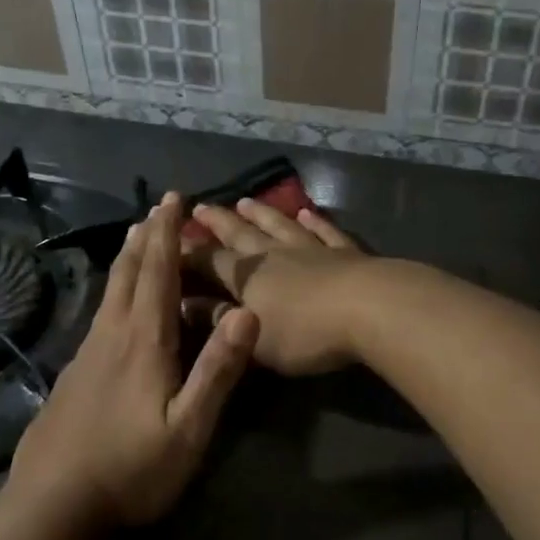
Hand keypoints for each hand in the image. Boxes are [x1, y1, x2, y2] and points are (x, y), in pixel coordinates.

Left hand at [8, 194, 258, 528]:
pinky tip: (116, 306)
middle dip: (146, 236)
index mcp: (143, 341)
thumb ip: (217, 370)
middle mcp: (112, 335)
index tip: (172, 198)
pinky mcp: (74, 375)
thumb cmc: (131, 469)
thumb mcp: (188, 428)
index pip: (158, 272)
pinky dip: (116, 290)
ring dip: (128, 259)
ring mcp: (87, 354)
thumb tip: (247, 312)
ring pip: (110, 292)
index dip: (167, 233)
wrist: (51, 507)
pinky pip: (100, 314)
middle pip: (129, 273)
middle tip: (156, 208)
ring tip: (137, 239)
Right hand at [182, 198, 371, 376]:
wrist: (369, 308)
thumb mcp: (254, 338)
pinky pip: (325, 231)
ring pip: (280, 225)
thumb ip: (220, 320)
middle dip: (219, 222)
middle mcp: (275, 254)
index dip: (188, 254)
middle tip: (201, 206)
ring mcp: (312, 248)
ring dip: (262, 214)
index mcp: (248, 276)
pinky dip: (315, 220)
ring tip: (246, 201)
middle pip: (241, 234)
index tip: (169, 241)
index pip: (210, 261)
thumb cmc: (305, 333)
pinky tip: (308, 212)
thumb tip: (184, 304)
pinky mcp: (345, 251)